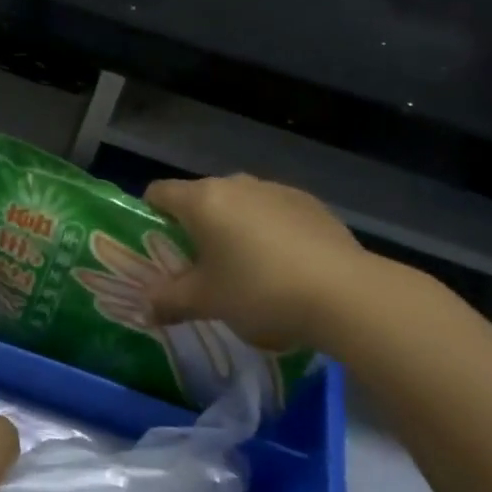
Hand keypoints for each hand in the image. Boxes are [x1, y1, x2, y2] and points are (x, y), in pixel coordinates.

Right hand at [145, 174, 413, 353]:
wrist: (346, 294)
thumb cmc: (260, 291)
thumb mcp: (208, 302)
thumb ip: (169, 301)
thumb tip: (145, 307)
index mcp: (202, 200)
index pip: (158, 193)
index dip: (150, 216)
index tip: (158, 247)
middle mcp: (236, 183)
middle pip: (200, 198)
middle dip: (195, 228)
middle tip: (200, 268)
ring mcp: (276, 189)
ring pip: (240, 204)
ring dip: (234, 228)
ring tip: (247, 270)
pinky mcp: (310, 203)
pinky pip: (274, 212)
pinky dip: (270, 231)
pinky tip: (285, 267)